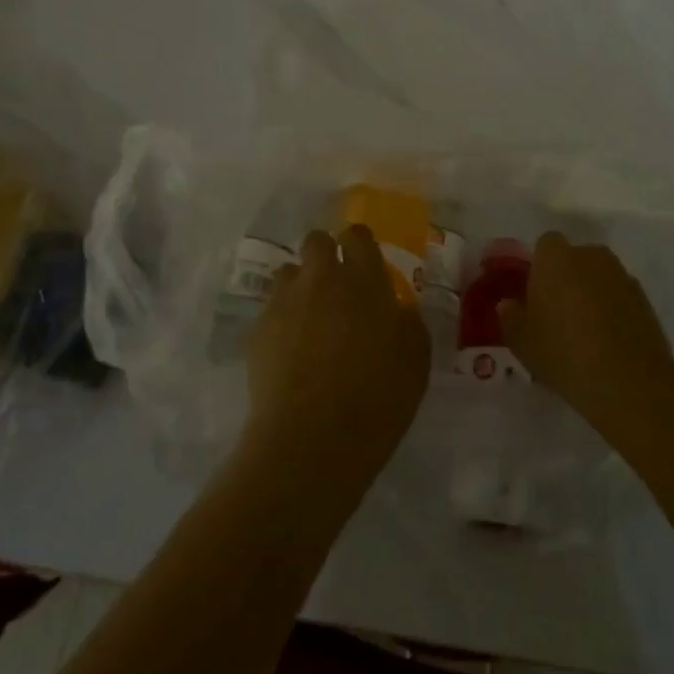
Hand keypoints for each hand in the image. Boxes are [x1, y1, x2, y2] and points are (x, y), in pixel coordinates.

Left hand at [242, 226, 430, 503]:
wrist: (313, 439)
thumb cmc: (377, 398)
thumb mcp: (415, 359)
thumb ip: (406, 321)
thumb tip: (396, 309)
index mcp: (363, 278)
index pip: (357, 235)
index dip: (359, 245)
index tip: (364, 265)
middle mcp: (321, 278)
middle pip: (316, 241)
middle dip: (324, 255)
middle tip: (336, 289)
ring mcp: (284, 300)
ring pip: (289, 273)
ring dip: (300, 288)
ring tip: (309, 322)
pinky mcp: (257, 329)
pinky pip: (270, 311)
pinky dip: (281, 323)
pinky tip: (289, 355)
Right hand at [500, 232, 673, 436]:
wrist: (629, 380)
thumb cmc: (564, 352)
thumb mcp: (522, 342)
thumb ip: (511, 318)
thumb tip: (509, 305)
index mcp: (556, 257)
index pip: (545, 245)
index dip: (540, 267)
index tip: (535, 295)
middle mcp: (591, 256)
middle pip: (575, 259)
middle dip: (567, 278)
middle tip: (557, 314)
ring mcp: (622, 276)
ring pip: (599, 278)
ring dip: (591, 295)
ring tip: (584, 333)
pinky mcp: (645, 301)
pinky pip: (620, 298)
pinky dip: (613, 312)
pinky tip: (607, 344)